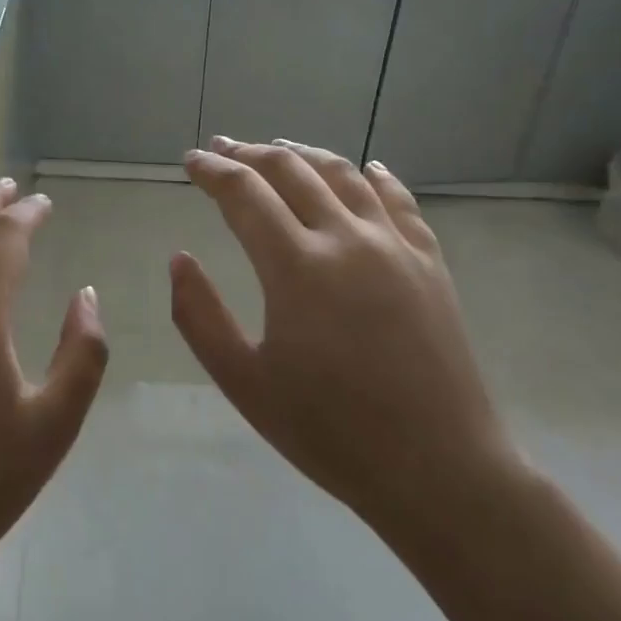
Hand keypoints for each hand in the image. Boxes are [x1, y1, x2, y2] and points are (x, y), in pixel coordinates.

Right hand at [171, 137, 520, 548]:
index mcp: (296, 266)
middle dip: (249, 153)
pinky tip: (365, 168)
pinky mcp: (429, 261)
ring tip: (278, 149)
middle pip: (290, 169)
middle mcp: (346, 238)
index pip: (243, 192)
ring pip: (343, 173)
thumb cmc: (331, 432)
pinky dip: (374, 176)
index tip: (190, 161)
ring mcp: (394, 246)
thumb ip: (199, 316)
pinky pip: (398, 200)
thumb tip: (179, 259)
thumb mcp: (244, 383)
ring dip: (304, 153)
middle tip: (222, 148)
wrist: (440, 471)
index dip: (212, 170)